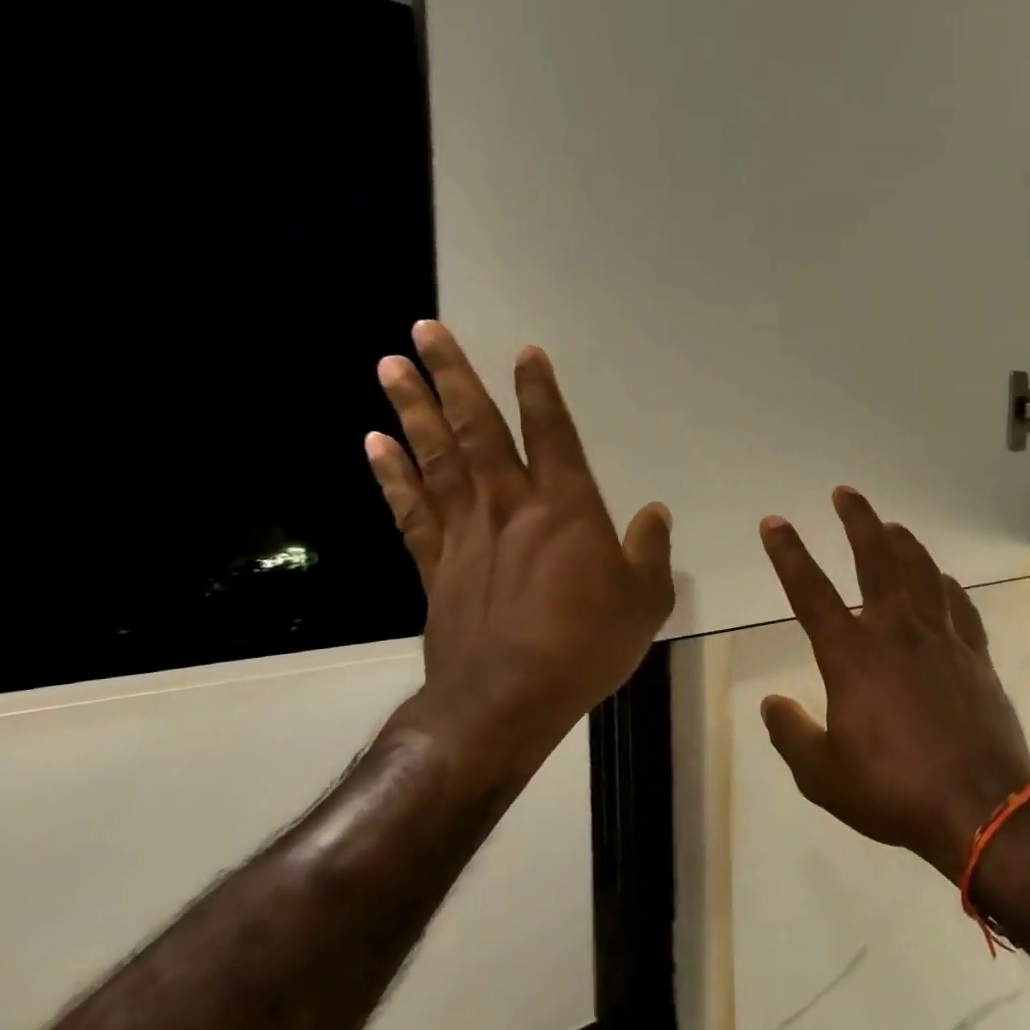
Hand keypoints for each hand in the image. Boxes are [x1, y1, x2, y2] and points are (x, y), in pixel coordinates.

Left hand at [365, 321, 674, 773]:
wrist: (508, 699)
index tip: (524, 353)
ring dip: (412, 409)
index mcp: (567, 509)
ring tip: (390, 367)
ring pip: (435, 458)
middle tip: (424, 330)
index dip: (539, 391)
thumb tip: (655, 513)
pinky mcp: (436, 565)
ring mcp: (465, 533)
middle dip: (452, 377)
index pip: (552, 434)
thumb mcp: (646, 599)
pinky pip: (410, 509)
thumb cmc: (588, 644)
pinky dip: (392, 474)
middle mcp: (511, 506)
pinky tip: (375, 444)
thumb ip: (651, 550)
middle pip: (476, 430)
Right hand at [758, 488, 1029, 880]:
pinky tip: (943, 580)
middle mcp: (897, 632)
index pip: (811, 592)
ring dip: (903, 542)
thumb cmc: (894, 791)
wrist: (980, 805)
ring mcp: (942, 637)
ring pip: (922, 571)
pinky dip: (947, 585)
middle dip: (857, 521)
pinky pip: (960, 604)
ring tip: (891, 524)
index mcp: (853, 656)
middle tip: (845, 493)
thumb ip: (791, 734)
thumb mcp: (823, 776)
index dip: (789, 554)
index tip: (775, 523)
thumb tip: (771, 703)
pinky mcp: (975, 653)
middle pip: (876, 559)